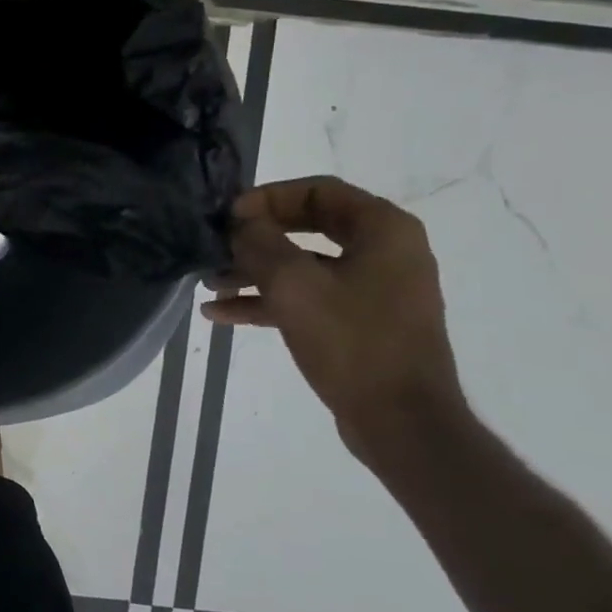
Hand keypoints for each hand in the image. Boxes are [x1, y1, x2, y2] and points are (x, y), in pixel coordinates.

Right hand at [202, 176, 465, 453]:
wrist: (401, 421)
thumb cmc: (352, 341)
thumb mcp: (294, 285)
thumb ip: (260, 243)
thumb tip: (239, 223)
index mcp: (383, 230)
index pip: (317, 190)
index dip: (267, 198)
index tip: (228, 216)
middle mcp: (384, 252)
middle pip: (306, 227)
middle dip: (255, 238)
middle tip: (215, 245)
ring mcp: (372, 289)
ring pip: (301, 266)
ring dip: (253, 272)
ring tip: (209, 283)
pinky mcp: (358, 322)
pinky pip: (305, 298)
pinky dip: (266, 301)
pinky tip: (221, 313)